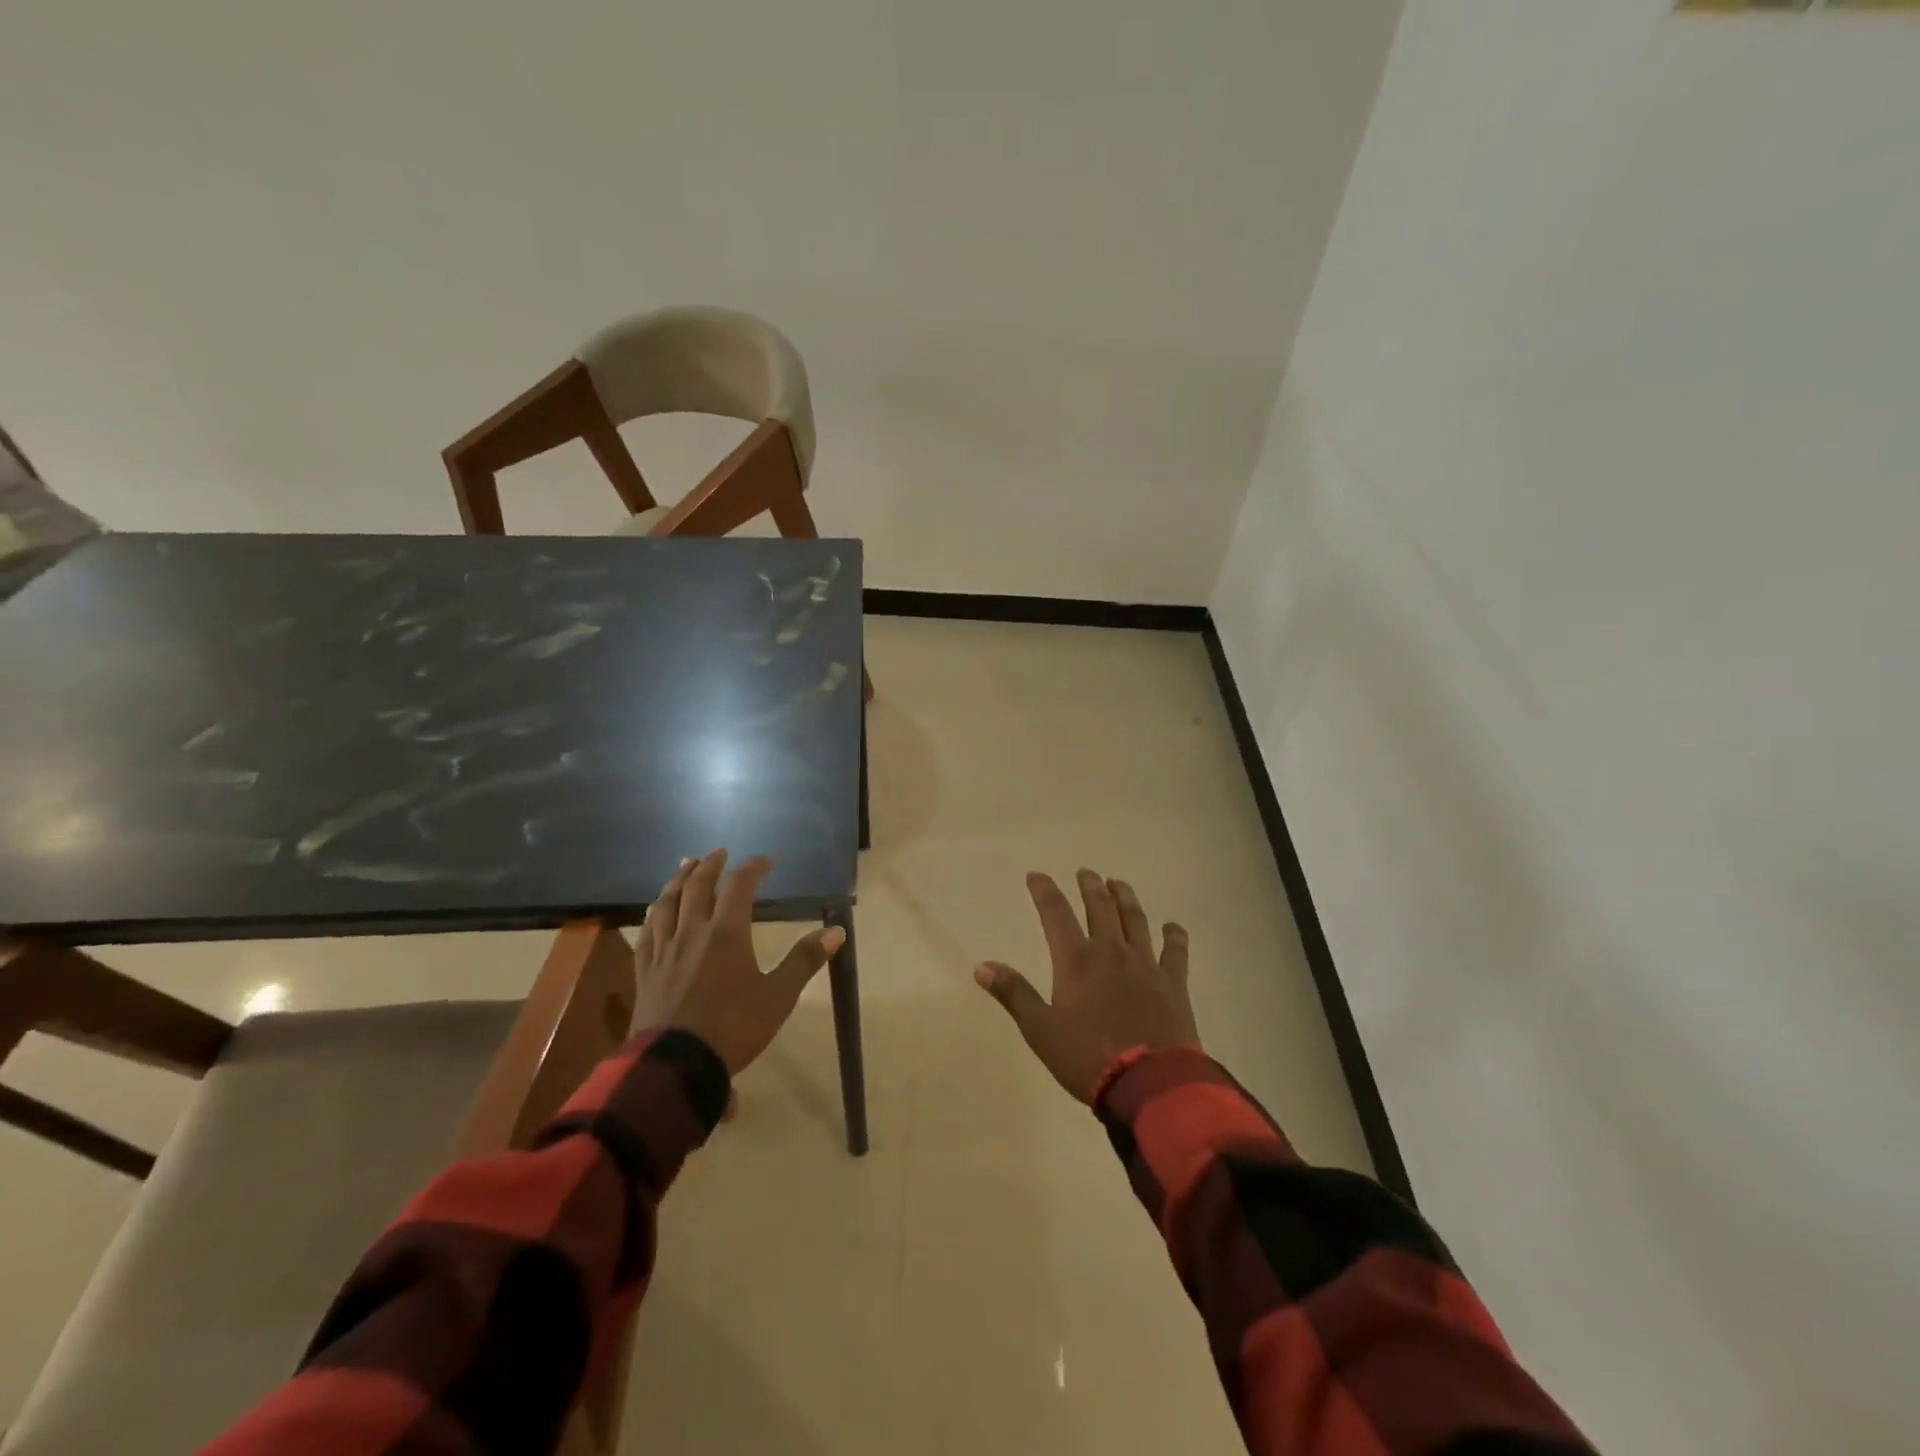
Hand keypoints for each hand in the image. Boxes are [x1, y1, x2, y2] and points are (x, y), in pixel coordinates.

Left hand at [635, 850, 843, 1074]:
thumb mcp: (778, 997)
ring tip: (685, 865)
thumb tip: (836, 930)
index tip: (766, 861)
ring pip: (667, 903)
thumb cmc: (733, 1028)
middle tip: (719, 853)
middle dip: (710, 866)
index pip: (739, 886)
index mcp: (726, 933)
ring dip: (678, 880)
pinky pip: (647, 932)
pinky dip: (654, 912)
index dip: (752, 868)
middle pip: (697, 887)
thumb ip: (805, 960)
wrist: (675, 1067)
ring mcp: (664, 951)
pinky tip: (655, 910)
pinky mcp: (645, 971)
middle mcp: (692, 932)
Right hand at [975, 869, 1197, 1102]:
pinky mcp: (1173, 983)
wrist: (1150, 1083)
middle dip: (1090, 887)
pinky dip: (1173, 936)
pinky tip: (1172, 927)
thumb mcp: (1040, 1030)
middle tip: (1086, 872)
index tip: (1036, 875)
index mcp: (1077, 960)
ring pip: (1135, 920)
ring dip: (1125, 898)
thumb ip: (1014, 994)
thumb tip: (982, 965)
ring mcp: (1146, 964)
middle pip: (1100, 908)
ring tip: (1118, 883)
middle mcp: (1111, 951)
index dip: (1045, 891)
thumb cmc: (1087, 1058)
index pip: (1056, 914)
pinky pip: (1174, 951)